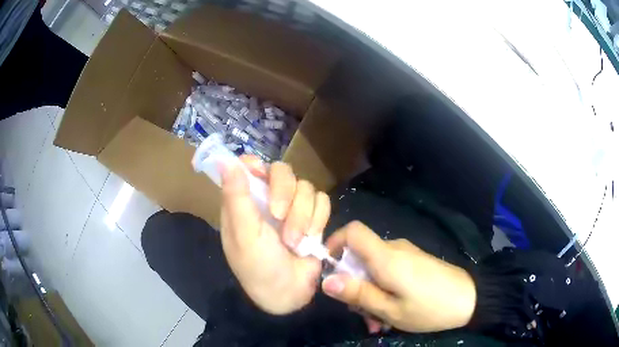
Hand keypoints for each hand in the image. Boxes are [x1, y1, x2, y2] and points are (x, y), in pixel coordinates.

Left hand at [220, 156, 330, 314]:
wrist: (289, 293)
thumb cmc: (259, 267)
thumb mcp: (244, 235)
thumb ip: (236, 197)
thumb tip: (223, 160)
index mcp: (244, 202)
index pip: (248, 166)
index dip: (256, 166)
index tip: (262, 177)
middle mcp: (267, 200)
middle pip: (282, 171)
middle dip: (285, 195)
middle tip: (279, 218)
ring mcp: (292, 208)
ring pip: (306, 187)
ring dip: (303, 216)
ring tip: (294, 242)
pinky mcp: (313, 218)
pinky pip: (323, 201)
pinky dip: (318, 220)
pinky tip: (311, 239)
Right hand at [321, 221, 476, 331]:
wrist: (470, 299)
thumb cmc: (429, 308)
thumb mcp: (390, 309)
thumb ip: (358, 294)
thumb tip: (326, 281)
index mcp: (386, 257)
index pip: (353, 230)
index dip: (334, 243)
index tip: (328, 268)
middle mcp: (394, 249)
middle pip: (360, 257)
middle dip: (354, 285)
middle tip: (363, 316)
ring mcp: (406, 255)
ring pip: (374, 269)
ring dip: (370, 294)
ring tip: (380, 322)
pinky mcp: (414, 262)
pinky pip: (389, 272)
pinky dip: (383, 290)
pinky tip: (393, 313)